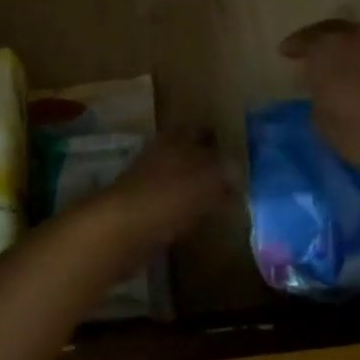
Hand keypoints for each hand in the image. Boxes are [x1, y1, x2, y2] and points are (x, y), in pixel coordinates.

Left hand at [86, 133, 236, 260]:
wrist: (122, 230)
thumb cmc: (170, 195)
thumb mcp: (209, 178)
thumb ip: (227, 172)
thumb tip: (237, 172)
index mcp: (176, 139)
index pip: (199, 130)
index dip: (215, 138)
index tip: (234, 150)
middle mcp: (160, 155)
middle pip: (187, 154)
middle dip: (205, 164)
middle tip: (231, 179)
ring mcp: (146, 182)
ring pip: (177, 179)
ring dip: (194, 188)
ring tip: (220, 200)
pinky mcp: (140, 210)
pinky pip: (169, 205)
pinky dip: (183, 210)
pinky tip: (197, 222)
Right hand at [280, 19, 359, 183]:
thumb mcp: (326, 125)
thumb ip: (319, 99)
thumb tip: (326, 90)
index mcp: (331, 48)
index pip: (306, 39)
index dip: (295, 47)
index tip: (285, 52)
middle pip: (339, 33)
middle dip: (325, 43)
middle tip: (317, 56)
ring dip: (358, 53)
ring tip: (353, 71)